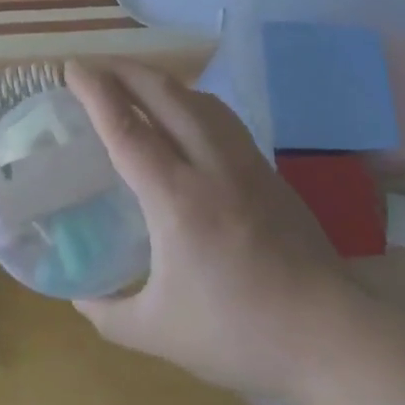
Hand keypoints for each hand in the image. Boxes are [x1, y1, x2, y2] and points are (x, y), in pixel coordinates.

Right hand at [66, 60, 388, 404]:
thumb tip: (80, 299)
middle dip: (126, 71)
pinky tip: (188, 116)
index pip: (126, 129)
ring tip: (137, 82)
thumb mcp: (159, 333)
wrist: (331, 336)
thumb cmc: (239, 334)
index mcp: (176, 199)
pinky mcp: (270, 173)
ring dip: (163, 81)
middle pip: (165, 96)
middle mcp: (211, 167)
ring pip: (200, 101)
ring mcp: (247, 165)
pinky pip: (224, 119)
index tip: (72, 68)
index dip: (95, 92)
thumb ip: (110, 315)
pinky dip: (194, 102)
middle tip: (95, 67)